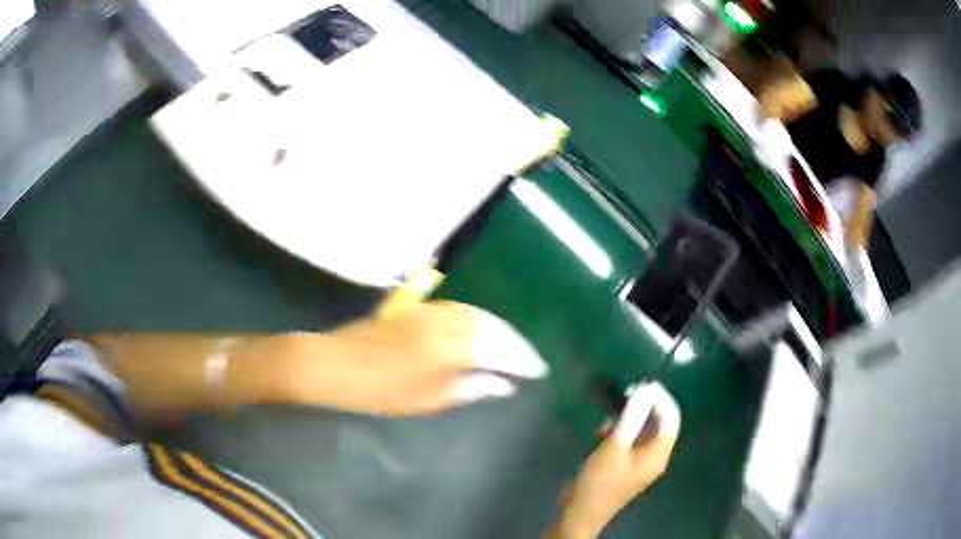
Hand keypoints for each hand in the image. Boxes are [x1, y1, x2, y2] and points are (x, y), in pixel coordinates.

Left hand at [283, 301, 548, 415]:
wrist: (330, 363)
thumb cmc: (375, 390)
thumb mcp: (423, 399)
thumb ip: (466, 389)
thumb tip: (502, 385)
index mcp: (446, 347)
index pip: (497, 348)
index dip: (520, 359)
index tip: (537, 370)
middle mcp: (443, 322)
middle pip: (489, 325)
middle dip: (513, 340)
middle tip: (528, 358)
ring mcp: (427, 311)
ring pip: (474, 313)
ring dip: (497, 327)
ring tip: (510, 344)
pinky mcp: (414, 309)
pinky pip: (456, 308)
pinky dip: (475, 318)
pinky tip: (478, 329)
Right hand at [554, 387, 680, 538]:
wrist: (581, 512)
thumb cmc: (599, 482)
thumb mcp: (614, 447)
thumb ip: (630, 418)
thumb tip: (644, 391)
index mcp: (658, 454)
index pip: (671, 419)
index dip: (661, 399)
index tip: (644, 385)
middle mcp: (654, 457)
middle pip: (658, 424)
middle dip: (643, 408)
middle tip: (624, 396)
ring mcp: (640, 462)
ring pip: (642, 431)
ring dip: (629, 420)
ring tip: (608, 420)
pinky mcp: (626, 465)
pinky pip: (631, 441)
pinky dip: (621, 432)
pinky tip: (603, 433)